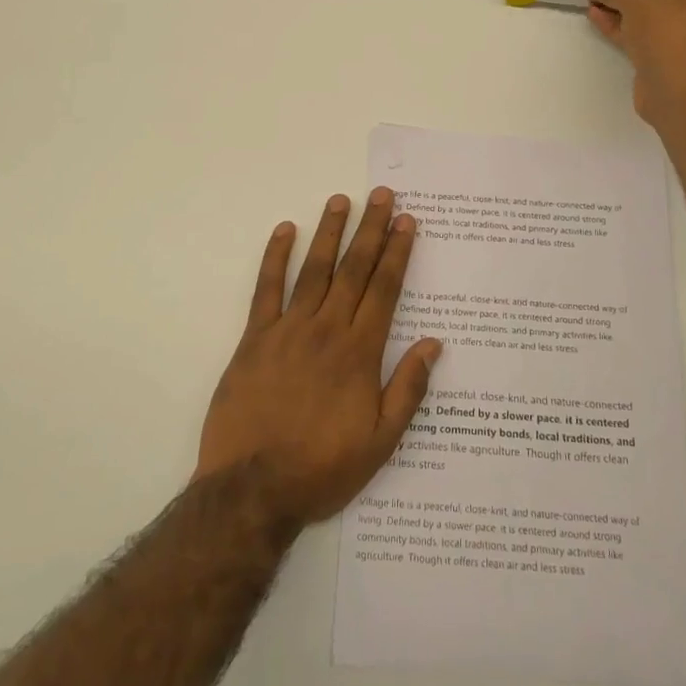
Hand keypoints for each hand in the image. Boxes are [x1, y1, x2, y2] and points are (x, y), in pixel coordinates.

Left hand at [196, 188, 441, 524]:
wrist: (252, 490)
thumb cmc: (322, 468)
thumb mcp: (380, 442)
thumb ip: (407, 389)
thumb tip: (433, 344)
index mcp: (359, 353)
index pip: (384, 290)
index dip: (397, 253)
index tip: (406, 221)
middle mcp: (327, 330)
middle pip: (354, 270)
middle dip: (370, 229)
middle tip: (381, 195)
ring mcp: (288, 330)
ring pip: (314, 270)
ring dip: (329, 233)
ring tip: (341, 200)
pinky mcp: (254, 339)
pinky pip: (266, 290)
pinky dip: (275, 258)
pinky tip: (284, 231)